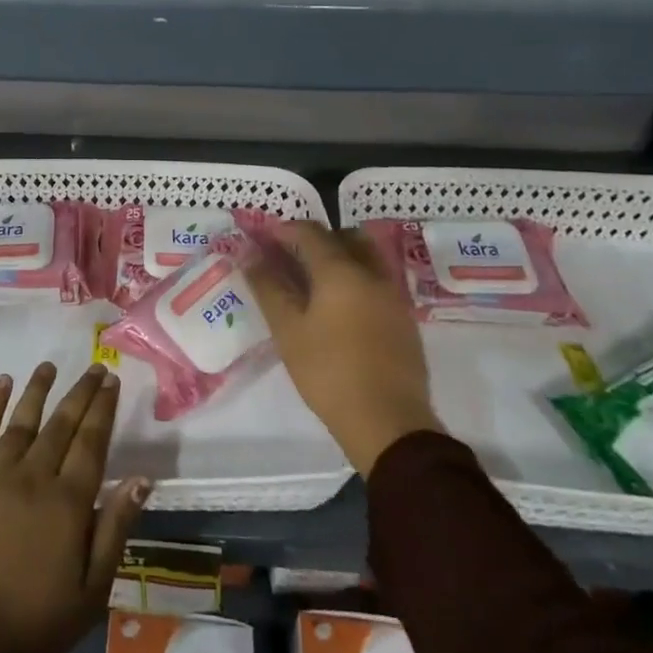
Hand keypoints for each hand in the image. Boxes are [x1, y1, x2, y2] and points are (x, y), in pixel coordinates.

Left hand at [0, 362, 149, 652]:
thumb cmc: (34, 626)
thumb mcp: (92, 591)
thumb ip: (116, 529)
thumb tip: (142, 478)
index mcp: (68, 502)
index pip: (92, 441)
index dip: (103, 409)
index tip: (112, 381)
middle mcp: (33, 476)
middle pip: (62, 424)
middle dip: (81, 392)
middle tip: (95, 368)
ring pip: (23, 420)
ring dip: (38, 389)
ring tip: (50, 365)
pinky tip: (2, 383)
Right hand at [247, 222, 441, 476]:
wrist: (389, 422)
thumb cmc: (329, 372)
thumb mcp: (288, 330)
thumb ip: (268, 287)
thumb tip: (249, 255)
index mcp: (341, 270)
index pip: (310, 232)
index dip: (283, 230)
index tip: (263, 240)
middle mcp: (372, 273)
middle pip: (344, 237)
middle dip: (315, 240)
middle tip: (289, 258)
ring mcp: (393, 295)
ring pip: (365, 258)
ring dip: (339, 258)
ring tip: (313, 283)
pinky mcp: (404, 318)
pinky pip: (377, 281)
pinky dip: (355, 279)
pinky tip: (338, 308)